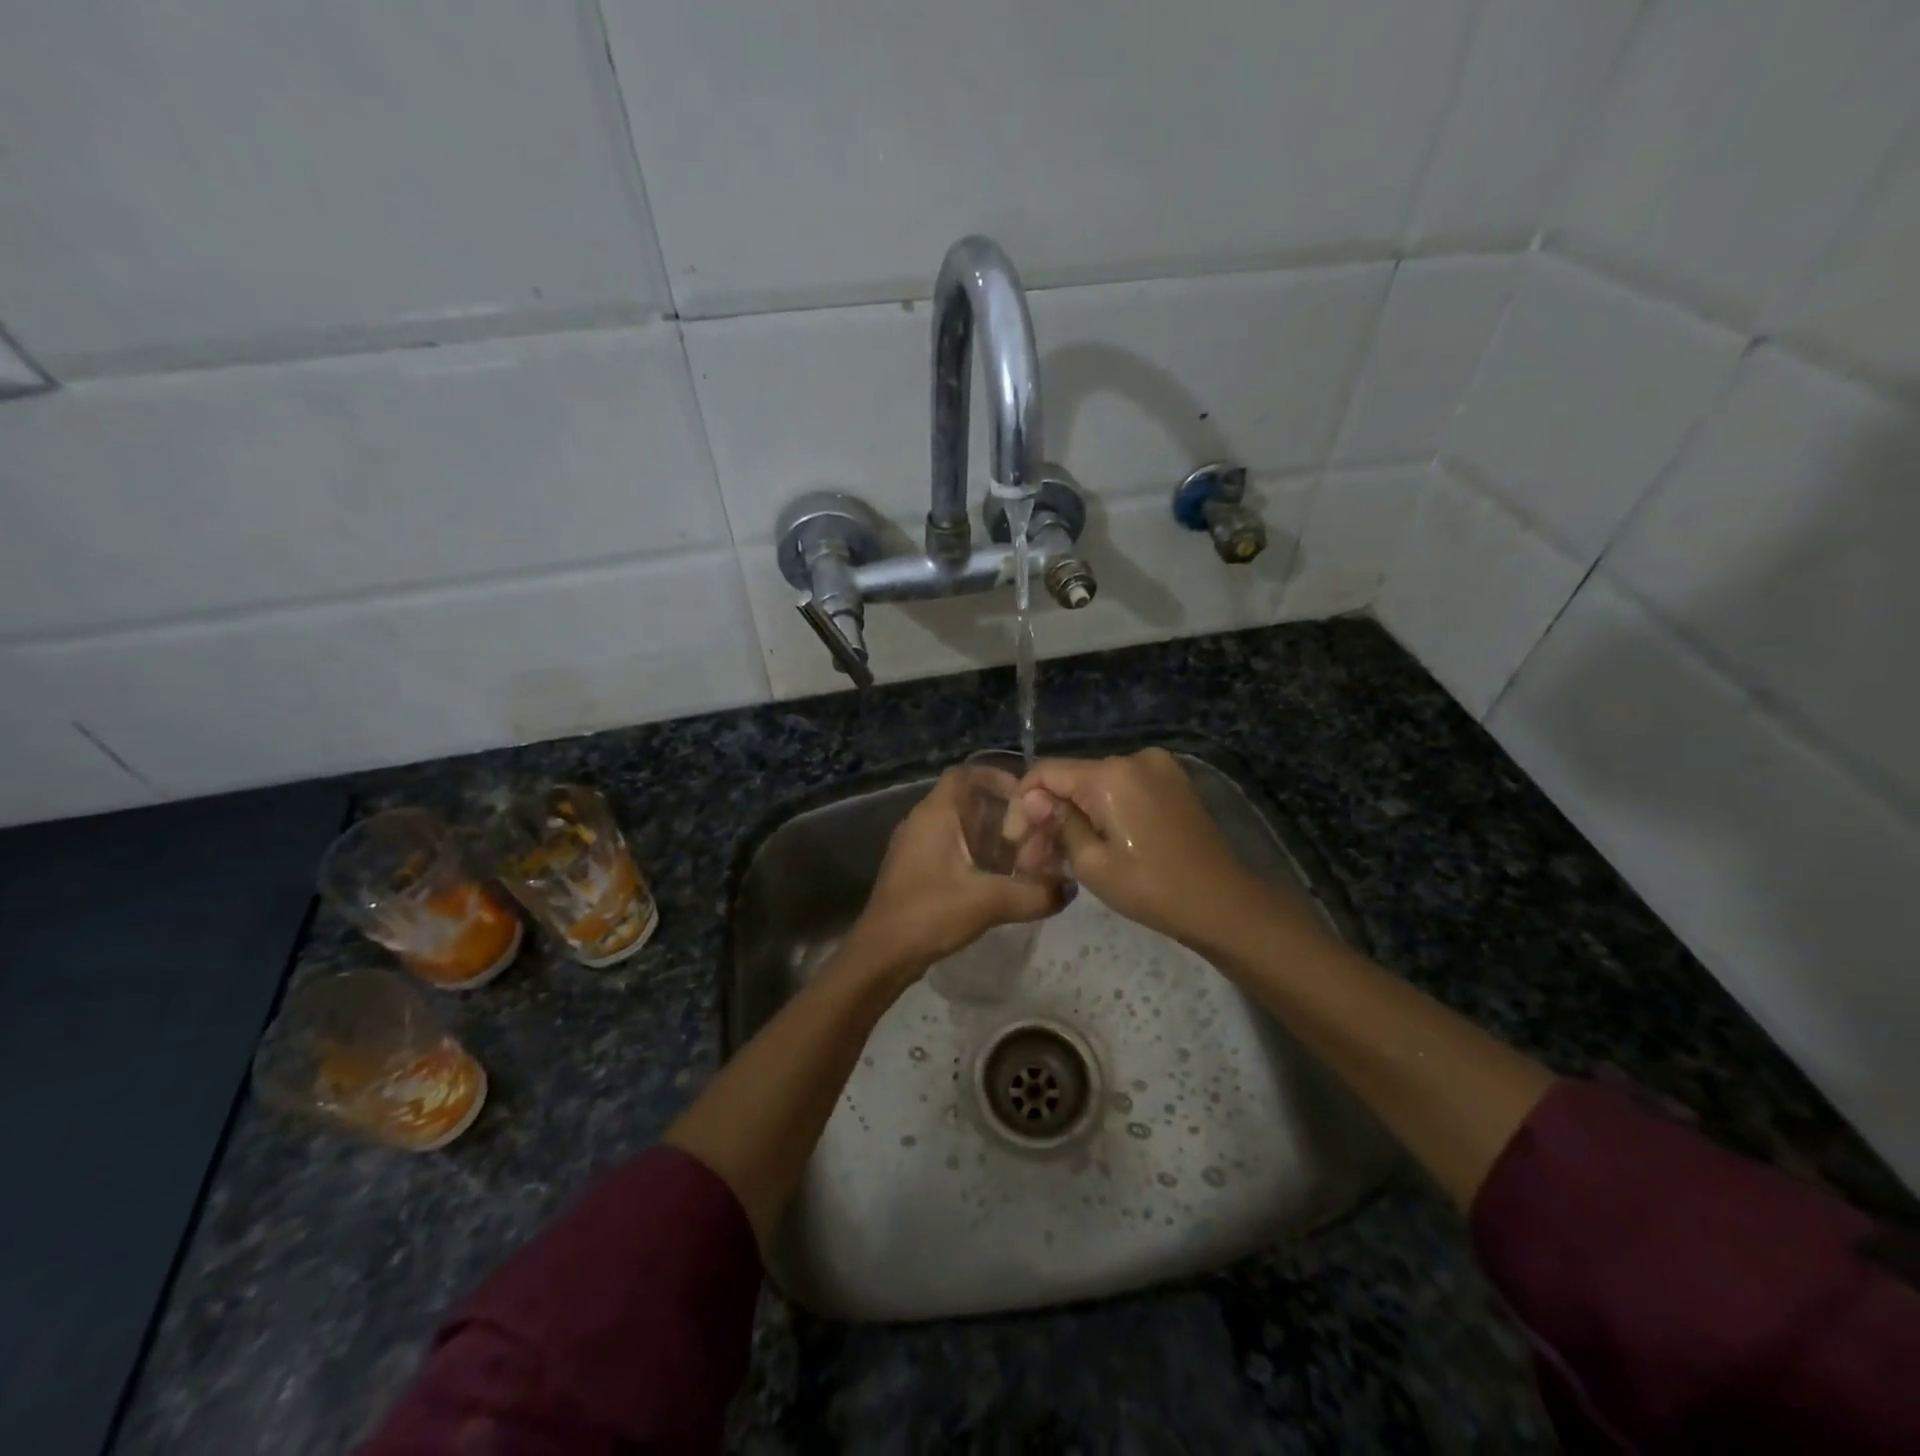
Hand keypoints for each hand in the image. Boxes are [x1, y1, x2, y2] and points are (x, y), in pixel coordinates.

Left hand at [846, 768, 1066, 979]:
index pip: (966, 774)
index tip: (1028, 797)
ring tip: (1024, 855)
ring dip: (990, 836)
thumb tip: (1069, 888)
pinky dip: (976, 855)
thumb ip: (1033, 893)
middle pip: (966, 801)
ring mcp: (916, 847)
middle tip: (1035, 830)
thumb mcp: (988, 901)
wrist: (881, 955)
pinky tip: (999, 878)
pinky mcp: (916, 871)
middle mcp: (922, 822)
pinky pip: (951, 849)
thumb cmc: (930, 913)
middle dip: (1002, 812)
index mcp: (934, 814)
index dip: (997, 777)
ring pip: (959, 827)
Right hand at [1014, 749, 1270, 945]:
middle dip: (1047, 816)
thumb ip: (1058, 823)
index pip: (1046, 772)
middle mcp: (1133, 758)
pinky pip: (1122, 790)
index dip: (1023, 803)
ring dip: (1073, 816)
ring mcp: (1157, 768)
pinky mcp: (1172, 782)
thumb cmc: (1151, 889)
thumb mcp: (1092, 863)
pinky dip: (1102, 812)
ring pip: (1095, 786)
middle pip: (1072, 780)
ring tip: (1058, 858)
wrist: (1222, 904)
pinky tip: (1091, 843)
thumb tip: (1033, 800)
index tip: (1015, 841)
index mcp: (1111, 774)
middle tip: (1032, 859)